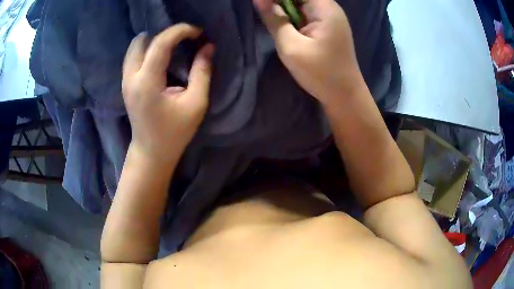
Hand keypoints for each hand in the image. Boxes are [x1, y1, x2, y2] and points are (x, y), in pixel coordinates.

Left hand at [122, 24, 214, 162]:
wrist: (151, 152)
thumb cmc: (175, 132)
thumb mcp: (196, 103)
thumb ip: (202, 72)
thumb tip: (207, 47)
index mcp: (147, 82)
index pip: (161, 43)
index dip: (181, 31)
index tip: (198, 33)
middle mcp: (131, 77)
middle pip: (142, 40)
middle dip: (165, 34)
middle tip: (183, 41)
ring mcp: (125, 80)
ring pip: (135, 46)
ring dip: (154, 41)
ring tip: (172, 46)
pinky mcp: (126, 84)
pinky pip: (133, 56)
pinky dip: (147, 49)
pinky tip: (160, 57)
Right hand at [254, 0, 362, 103]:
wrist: (345, 96)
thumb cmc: (320, 73)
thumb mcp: (291, 46)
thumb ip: (274, 19)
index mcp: (324, 8)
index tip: (262, 5)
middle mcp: (329, 8)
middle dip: (280, 3)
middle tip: (267, 15)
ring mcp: (330, 18)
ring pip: (301, 4)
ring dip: (285, 10)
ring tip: (274, 21)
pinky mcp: (327, 27)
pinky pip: (306, 14)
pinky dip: (293, 17)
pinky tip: (285, 26)